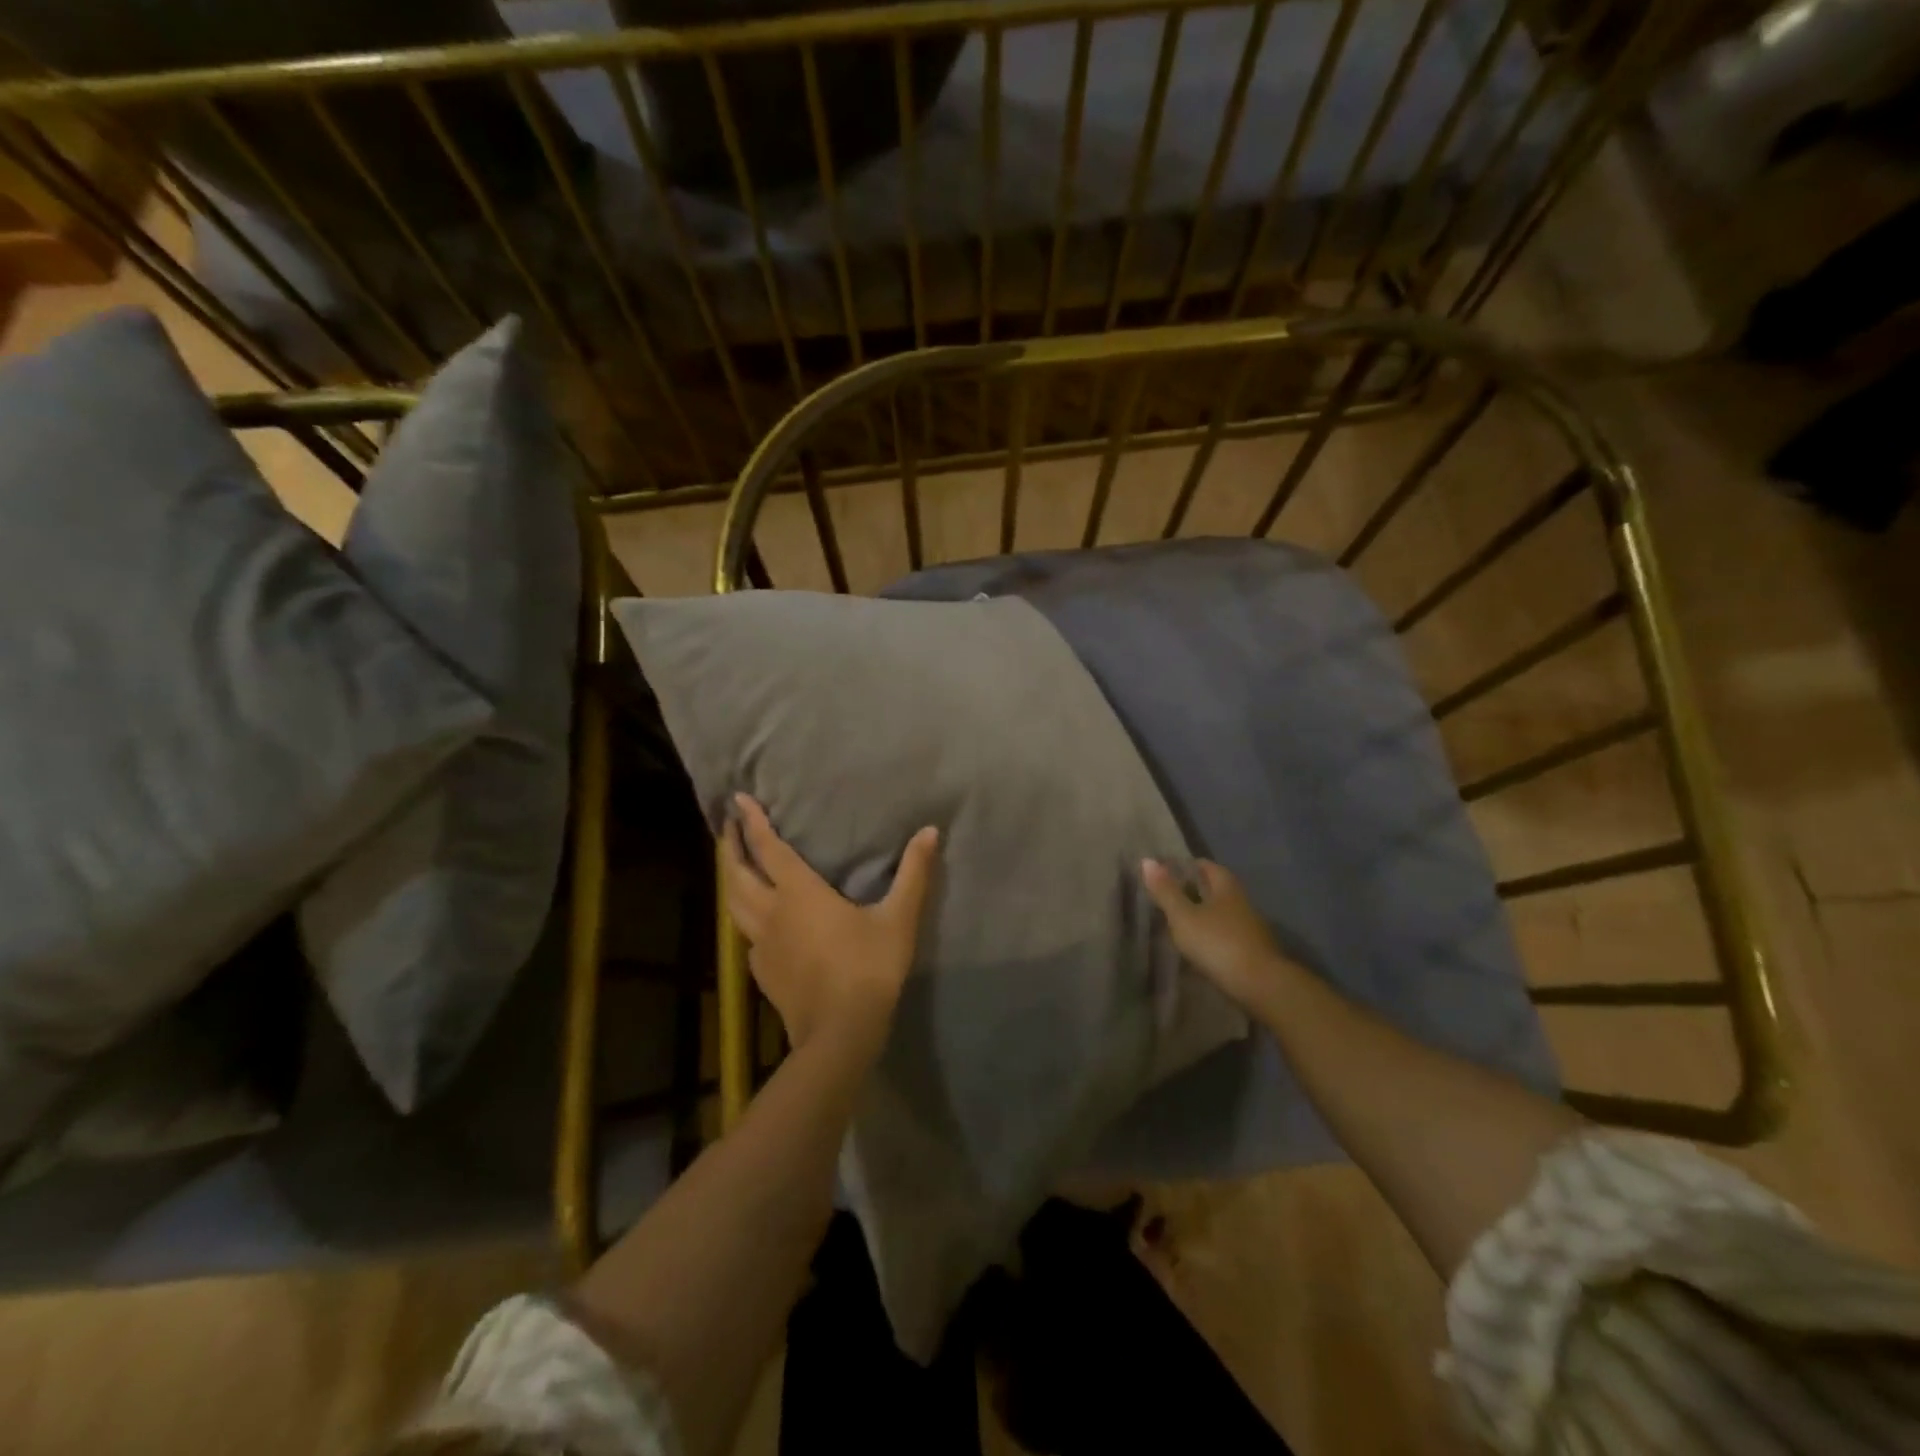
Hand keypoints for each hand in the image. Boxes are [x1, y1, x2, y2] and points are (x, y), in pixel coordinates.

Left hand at [722, 794, 938, 1056]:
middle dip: (729, 846)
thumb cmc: (869, 968)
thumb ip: (913, 873)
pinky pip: (746, 936)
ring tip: (734, 865)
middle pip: (737, 873)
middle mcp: (771, 913)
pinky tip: (757, 922)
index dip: (752, 822)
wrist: (840, 1033)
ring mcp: (761, 945)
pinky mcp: (762, 972)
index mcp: (799, 893)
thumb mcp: (898, 918)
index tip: (738, 798)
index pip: (767, 848)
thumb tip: (929, 831)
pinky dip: (745, 917)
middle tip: (727, 824)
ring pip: (733, 904)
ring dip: (730, 879)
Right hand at [1141, 858, 1296, 1012]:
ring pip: (1221, 913)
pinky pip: (1226, 935)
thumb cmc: (1219, 943)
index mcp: (1226, 887)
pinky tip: (1197, 947)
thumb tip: (1147, 860)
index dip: (1185, 866)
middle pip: (1215, 889)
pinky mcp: (1252, 951)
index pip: (1205, 866)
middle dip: (1192, 891)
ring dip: (1202, 915)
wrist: (1262, 986)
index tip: (1164, 873)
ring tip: (1177, 923)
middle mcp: (1241, 902)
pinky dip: (1211, 936)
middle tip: (1166, 897)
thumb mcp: (1184, 917)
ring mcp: (1250, 928)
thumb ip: (1166, 891)